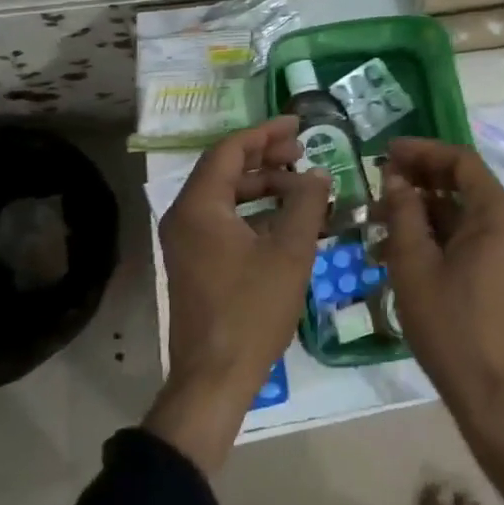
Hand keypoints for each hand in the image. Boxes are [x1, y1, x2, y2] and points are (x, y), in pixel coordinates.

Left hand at [146, 117, 330, 473]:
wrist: (213, 379)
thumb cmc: (252, 310)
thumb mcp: (289, 252)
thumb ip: (306, 203)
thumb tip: (318, 173)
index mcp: (200, 206)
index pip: (230, 150)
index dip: (266, 133)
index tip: (298, 125)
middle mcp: (185, 217)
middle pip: (226, 170)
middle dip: (266, 158)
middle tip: (304, 153)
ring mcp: (186, 242)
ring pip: (226, 197)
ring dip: (263, 186)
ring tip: (302, 187)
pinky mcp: (195, 263)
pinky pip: (224, 221)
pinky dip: (255, 213)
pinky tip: (287, 221)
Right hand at [381, 137, 503, 413]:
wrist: (490, 392)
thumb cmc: (450, 325)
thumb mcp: (415, 264)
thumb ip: (403, 212)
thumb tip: (394, 176)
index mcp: (498, 215)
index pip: (461, 161)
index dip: (422, 151)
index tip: (386, 152)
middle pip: (463, 183)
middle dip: (419, 178)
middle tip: (379, 180)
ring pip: (461, 212)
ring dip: (422, 209)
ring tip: (378, 216)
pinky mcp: (502, 270)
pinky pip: (468, 237)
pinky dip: (436, 234)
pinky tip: (398, 246)